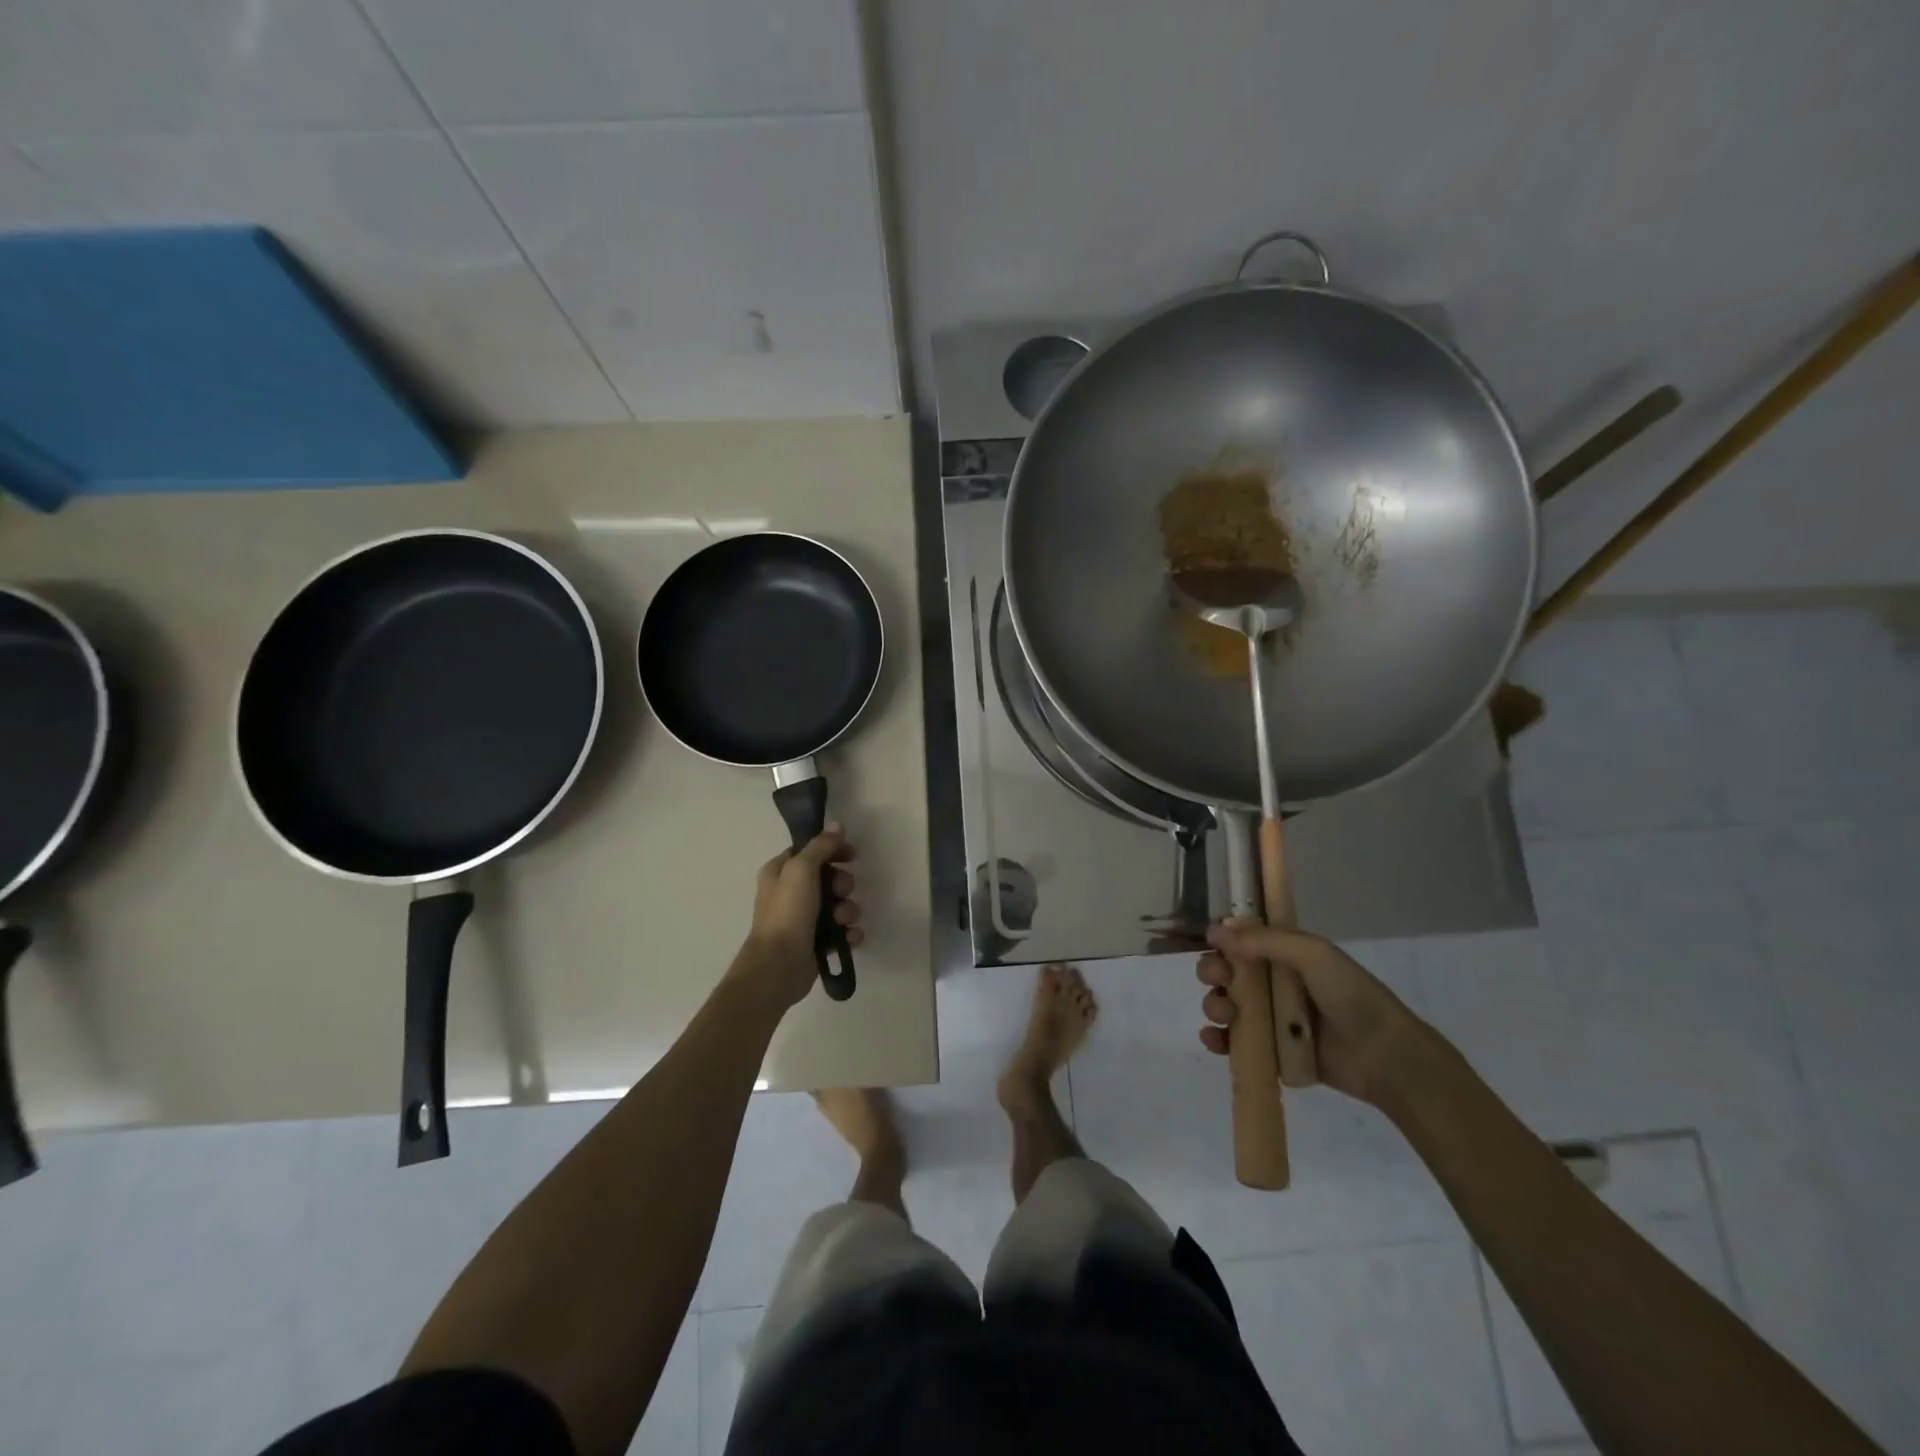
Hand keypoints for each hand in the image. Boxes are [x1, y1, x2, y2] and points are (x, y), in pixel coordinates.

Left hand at [736, 828, 862, 1008]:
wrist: (779, 965)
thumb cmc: (787, 912)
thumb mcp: (801, 869)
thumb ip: (820, 846)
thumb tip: (836, 825)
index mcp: (780, 872)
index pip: (810, 851)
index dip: (832, 850)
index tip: (851, 853)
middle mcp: (790, 893)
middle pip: (828, 878)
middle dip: (842, 884)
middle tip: (842, 891)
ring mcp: (804, 919)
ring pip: (838, 905)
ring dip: (848, 910)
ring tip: (843, 920)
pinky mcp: (817, 942)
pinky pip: (842, 931)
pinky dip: (849, 933)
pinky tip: (849, 937)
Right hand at [1197, 922, 1426, 1106]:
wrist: (1385, 1057)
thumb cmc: (1351, 996)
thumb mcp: (1312, 954)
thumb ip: (1263, 940)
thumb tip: (1214, 929)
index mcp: (1286, 955)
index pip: (1242, 941)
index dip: (1222, 941)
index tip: (1211, 945)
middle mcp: (1275, 983)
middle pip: (1228, 973)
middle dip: (1213, 972)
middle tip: (1217, 979)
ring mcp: (1272, 1019)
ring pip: (1227, 1005)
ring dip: (1214, 1005)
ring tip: (1224, 1013)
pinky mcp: (1272, 1052)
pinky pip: (1235, 1043)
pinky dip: (1217, 1040)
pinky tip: (1213, 1040)